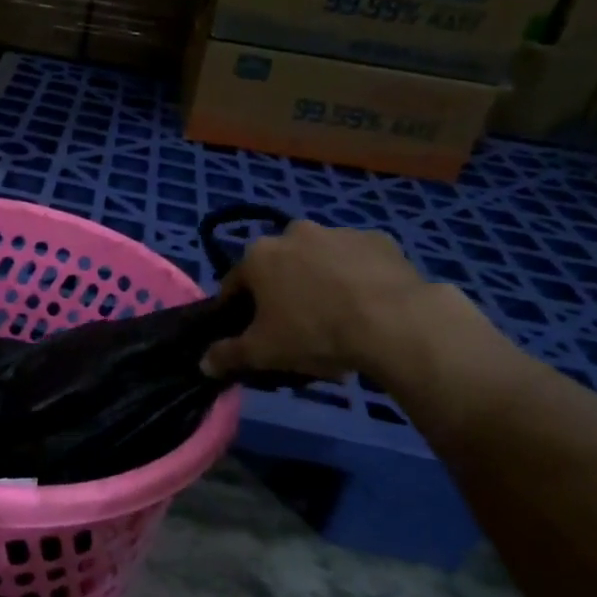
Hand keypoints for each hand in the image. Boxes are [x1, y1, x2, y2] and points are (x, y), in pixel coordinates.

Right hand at [202, 223, 436, 382]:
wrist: (393, 322)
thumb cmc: (314, 332)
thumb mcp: (263, 352)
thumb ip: (228, 355)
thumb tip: (203, 364)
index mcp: (259, 255)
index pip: (235, 283)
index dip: (238, 309)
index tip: (249, 331)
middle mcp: (294, 233)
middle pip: (279, 266)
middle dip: (282, 290)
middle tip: (295, 325)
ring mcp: (339, 232)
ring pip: (319, 259)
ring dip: (320, 280)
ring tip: (336, 317)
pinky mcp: (379, 239)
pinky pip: (358, 260)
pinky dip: (357, 277)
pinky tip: (367, 305)